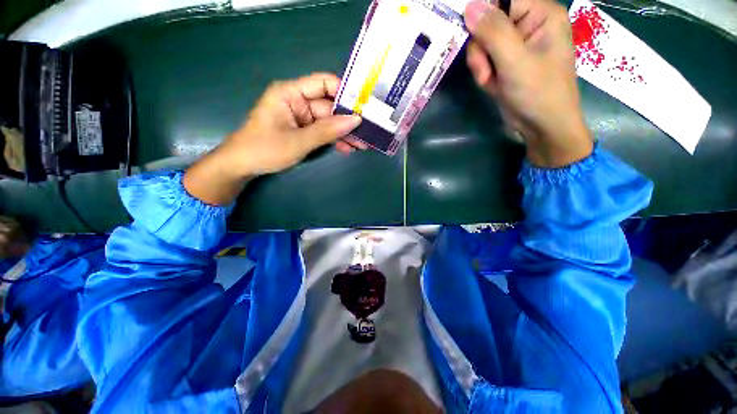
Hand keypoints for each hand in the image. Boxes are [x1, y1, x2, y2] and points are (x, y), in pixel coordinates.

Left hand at [220, 72, 361, 175]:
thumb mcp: (298, 141)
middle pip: (330, 106)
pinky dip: (335, 140)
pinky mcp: (304, 131)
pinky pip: (324, 133)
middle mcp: (299, 102)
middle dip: (349, 120)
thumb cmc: (264, 149)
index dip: (345, 92)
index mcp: (291, 93)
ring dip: (345, 133)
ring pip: (330, 122)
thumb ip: (327, 131)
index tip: (364, 106)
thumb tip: (356, 120)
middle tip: (369, 131)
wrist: (243, 166)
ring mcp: (302, 118)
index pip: (323, 83)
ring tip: (363, 145)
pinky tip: (348, 149)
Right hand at [464, 0, 592, 166]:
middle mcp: (528, 24)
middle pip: (488, 22)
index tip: (470, 36)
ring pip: (482, 43)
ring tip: (488, 81)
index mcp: (540, 13)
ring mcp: (516, 44)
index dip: (482, 15)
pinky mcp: (506, 62)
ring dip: (480, 64)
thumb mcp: (515, 61)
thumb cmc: (538, 93)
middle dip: (480, 49)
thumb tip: (470, 5)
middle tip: (485, 72)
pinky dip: (483, 73)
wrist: (541, 126)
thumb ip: (493, 32)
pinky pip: (484, 58)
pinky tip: (491, 84)